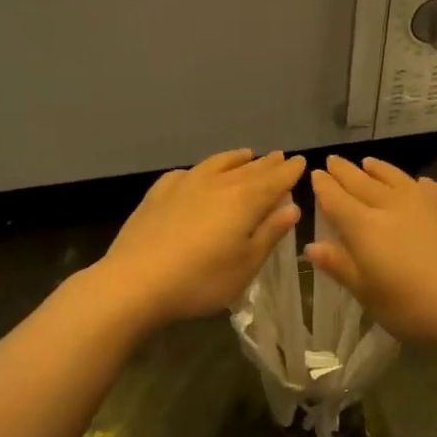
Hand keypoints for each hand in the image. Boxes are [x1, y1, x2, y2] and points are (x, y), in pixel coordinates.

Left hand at [92, 149, 304, 328]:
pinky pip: (185, 173)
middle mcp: (217, 184)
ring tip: (246, 154)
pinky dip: (199, 170)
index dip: (290, 171)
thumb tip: (292, 207)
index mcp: (245, 201)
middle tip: (279, 156)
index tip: (301, 161)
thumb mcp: (246, 265)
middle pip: (249, 169)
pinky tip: (196, 174)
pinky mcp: (158, 194)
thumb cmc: (201, 280)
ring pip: (217, 164)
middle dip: (267, 163)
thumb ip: (270, 233)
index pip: (275, 180)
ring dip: (235, 158)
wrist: (135, 281)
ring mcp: (185, 185)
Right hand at [306, 157, 436, 347]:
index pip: (336, 200)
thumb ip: (341, 267)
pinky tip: (414, 183)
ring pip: (393, 177)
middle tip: (332, 161)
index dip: (323, 187)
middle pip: (361, 182)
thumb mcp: (370, 296)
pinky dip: (410, 181)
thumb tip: (312, 246)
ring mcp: (424, 201)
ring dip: (376, 169)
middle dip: (344, 172)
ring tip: (367, 163)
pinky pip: (424, 185)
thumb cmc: (417, 307)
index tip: (315, 175)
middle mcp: (391, 205)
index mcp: (365, 227)